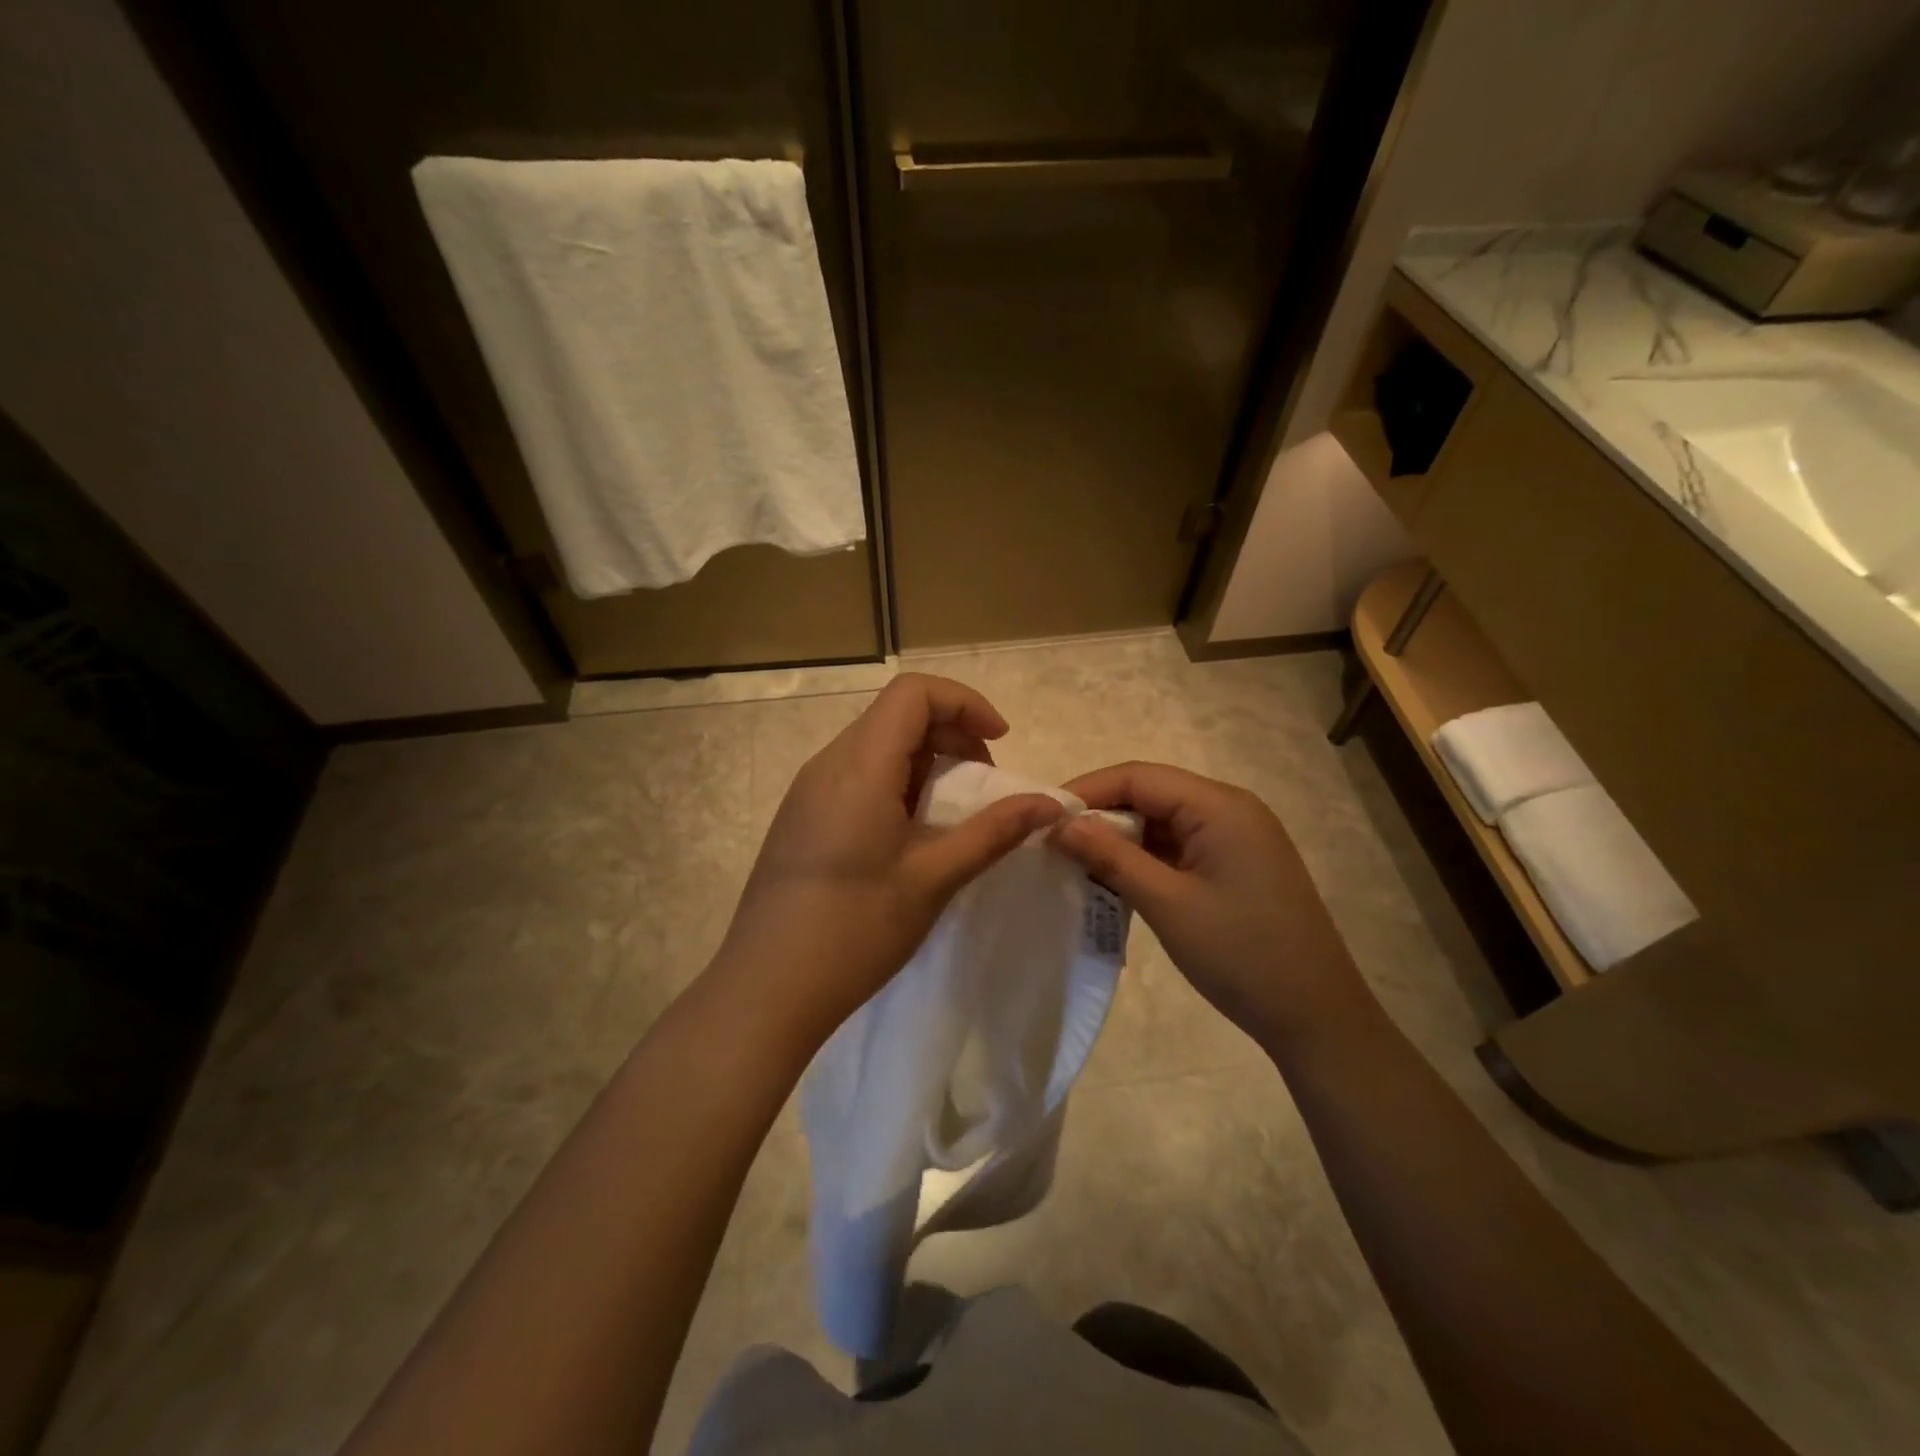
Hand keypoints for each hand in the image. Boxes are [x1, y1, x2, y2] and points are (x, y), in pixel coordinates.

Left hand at [716, 674, 1063, 1043]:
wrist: (766, 989)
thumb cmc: (855, 930)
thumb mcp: (934, 878)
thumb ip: (993, 832)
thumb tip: (1049, 804)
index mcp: (860, 765)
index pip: (914, 692)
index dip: (965, 703)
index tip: (1000, 742)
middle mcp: (828, 764)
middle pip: (896, 714)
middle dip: (952, 733)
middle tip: (984, 783)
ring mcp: (808, 790)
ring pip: (876, 745)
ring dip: (925, 762)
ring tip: (952, 813)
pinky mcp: (801, 817)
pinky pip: (856, 775)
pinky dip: (896, 783)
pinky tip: (909, 835)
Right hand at [1050, 762, 1373, 1051]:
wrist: (1316, 1017)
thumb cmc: (1242, 954)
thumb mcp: (1167, 904)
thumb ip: (1111, 857)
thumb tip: (1059, 824)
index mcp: (1220, 806)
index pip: (1138, 777)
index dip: (1087, 791)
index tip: (1042, 816)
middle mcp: (1230, 810)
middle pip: (1151, 793)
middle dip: (1101, 814)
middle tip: (1054, 842)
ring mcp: (1236, 838)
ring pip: (1163, 821)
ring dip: (1121, 838)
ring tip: (1076, 861)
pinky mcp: (1235, 865)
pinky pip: (1180, 846)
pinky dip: (1145, 858)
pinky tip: (1115, 879)